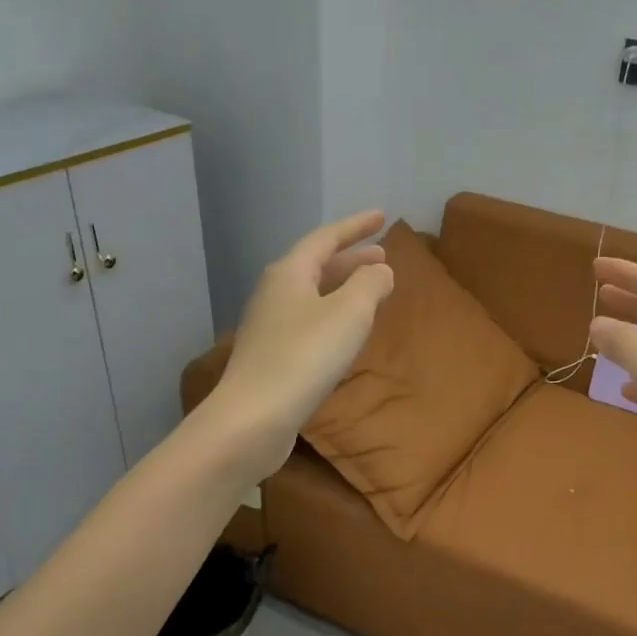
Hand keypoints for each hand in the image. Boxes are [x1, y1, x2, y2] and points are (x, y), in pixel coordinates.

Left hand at [208, 210, 394, 479]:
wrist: (253, 418)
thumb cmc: (305, 357)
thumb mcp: (349, 313)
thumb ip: (369, 284)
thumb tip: (379, 270)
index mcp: (289, 273)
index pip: (326, 238)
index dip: (356, 226)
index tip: (382, 217)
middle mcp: (274, 293)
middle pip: (316, 265)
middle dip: (351, 258)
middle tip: (382, 255)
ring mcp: (269, 326)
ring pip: (312, 295)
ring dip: (342, 287)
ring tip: (370, 291)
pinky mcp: (271, 356)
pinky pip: (308, 322)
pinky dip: (333, 315)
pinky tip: (345, 333)